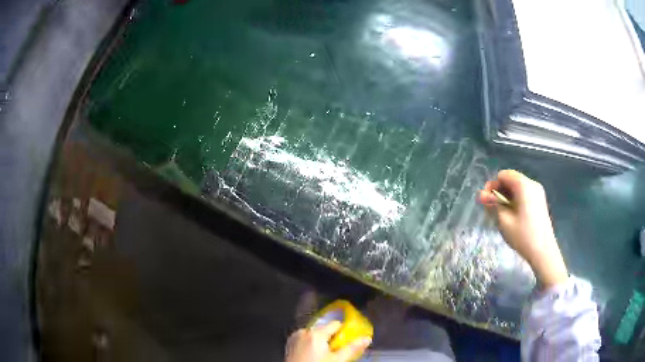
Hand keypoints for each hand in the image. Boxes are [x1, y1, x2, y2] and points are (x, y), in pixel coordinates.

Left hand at [285, 321, 371, 361]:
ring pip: (314, 334)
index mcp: (316, 333)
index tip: (348, 338)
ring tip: (325, 354)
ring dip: (321, 341)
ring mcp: (295, 337)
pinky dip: (310, 344)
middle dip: (331, 338)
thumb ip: (352, 348)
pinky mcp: (290, 344)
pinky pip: (304, 339)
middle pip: (324, 330)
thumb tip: (367, 339)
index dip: (344, 330)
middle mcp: (304, 331)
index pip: (335, 324)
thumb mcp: (337, 360)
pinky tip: (313, 354)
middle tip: (336, 350)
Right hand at [478, 170, 568, 287]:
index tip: (486, 201)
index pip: (503, 175)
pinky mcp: (539, 201)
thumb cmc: (522, 235)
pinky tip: (512, 215)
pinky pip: (524, 194)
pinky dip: (515, 200)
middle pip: (511, 180)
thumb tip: (481, 194)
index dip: (493, 186)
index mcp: (523, 185)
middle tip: (491, 208)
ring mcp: (537, 192)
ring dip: (507, 196)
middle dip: (499, 191)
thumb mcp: (504, 220)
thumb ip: (493, 204)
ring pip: (517, 187)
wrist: (543, 251)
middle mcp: (532, 184)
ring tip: (501, 213)